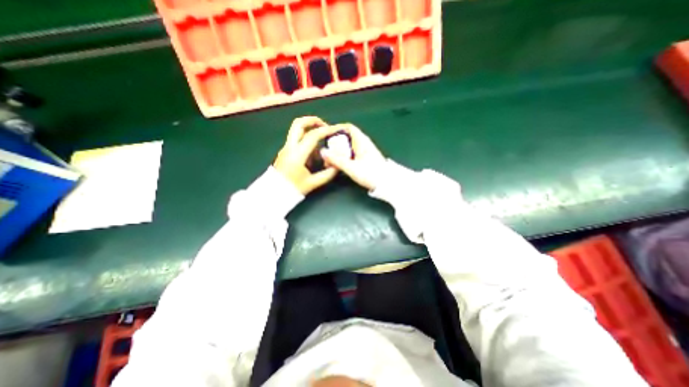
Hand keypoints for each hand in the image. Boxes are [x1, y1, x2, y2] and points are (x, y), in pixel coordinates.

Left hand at [272, 116, 340, 193]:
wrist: (274, 193)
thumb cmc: (293, 188)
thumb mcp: (313, 183)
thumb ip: (327, 174)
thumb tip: (338, 165)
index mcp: (297, 154)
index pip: (312, 135)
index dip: (326, 130)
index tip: (335, 130)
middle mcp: (290, 147)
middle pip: (299, 123)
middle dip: (313, 120)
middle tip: (324, 126)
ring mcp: (285, 147)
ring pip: (297, 130)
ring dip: (310, 131)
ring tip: (321, 144)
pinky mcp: (285, 151)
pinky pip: (296, 140)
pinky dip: (306, 141)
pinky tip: (313, 155)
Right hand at [320, 123, 385, 190]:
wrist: (386, 184)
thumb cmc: (370, 173)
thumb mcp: (351, 167)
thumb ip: (336, 160)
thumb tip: (323, 152)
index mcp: (362, 141)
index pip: (349, 128)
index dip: (337, 129)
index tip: (326, 135)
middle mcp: (364, 144)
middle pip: (347, 138)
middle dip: (335, 144)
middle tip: (326, 153)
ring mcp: (365, 152)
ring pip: (349, 147)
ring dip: (339, 152)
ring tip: (330, 161)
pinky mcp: (366, 159)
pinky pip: (352, 154)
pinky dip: (344, 157)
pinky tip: (339, 165)